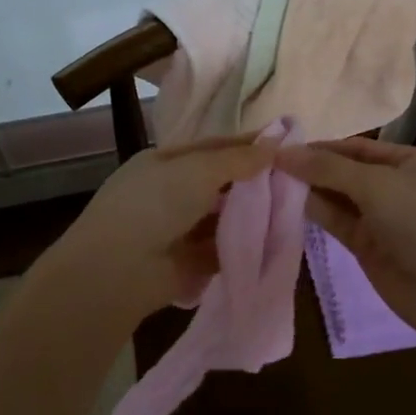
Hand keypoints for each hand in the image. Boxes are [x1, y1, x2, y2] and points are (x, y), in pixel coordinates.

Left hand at [38, 135, 278, 321]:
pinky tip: (273, 242)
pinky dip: (242, 246)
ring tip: (292, 211)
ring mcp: (177, 230)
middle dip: (254, 183)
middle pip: (220, 183)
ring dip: (251, 216)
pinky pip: (221, 249)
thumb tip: (273, 145)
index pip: (214, 148)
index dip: (248, 146)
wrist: (119, 269)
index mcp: (165, 162)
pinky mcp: (188, 263)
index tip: (286, 145)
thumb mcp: (198, 170)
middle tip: (296, 181)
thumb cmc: (155, 204)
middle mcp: (170, 193)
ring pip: (223, 217)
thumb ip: (238, 159)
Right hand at [277, 138, 415, 339]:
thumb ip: (327, 168)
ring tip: (268, 180)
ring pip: (338, 198)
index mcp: (409, 162)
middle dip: (311, 167)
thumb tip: (282, 153)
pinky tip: (287, 203)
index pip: (356, 148)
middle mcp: (395, 186)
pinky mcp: (367, 247)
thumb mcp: (375, 184)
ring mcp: (381, 219)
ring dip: (308, 189)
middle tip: (266, 163)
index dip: (321, 147)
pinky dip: (314, 212)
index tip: (281, 146)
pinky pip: (336, 222)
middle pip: (345, 171)